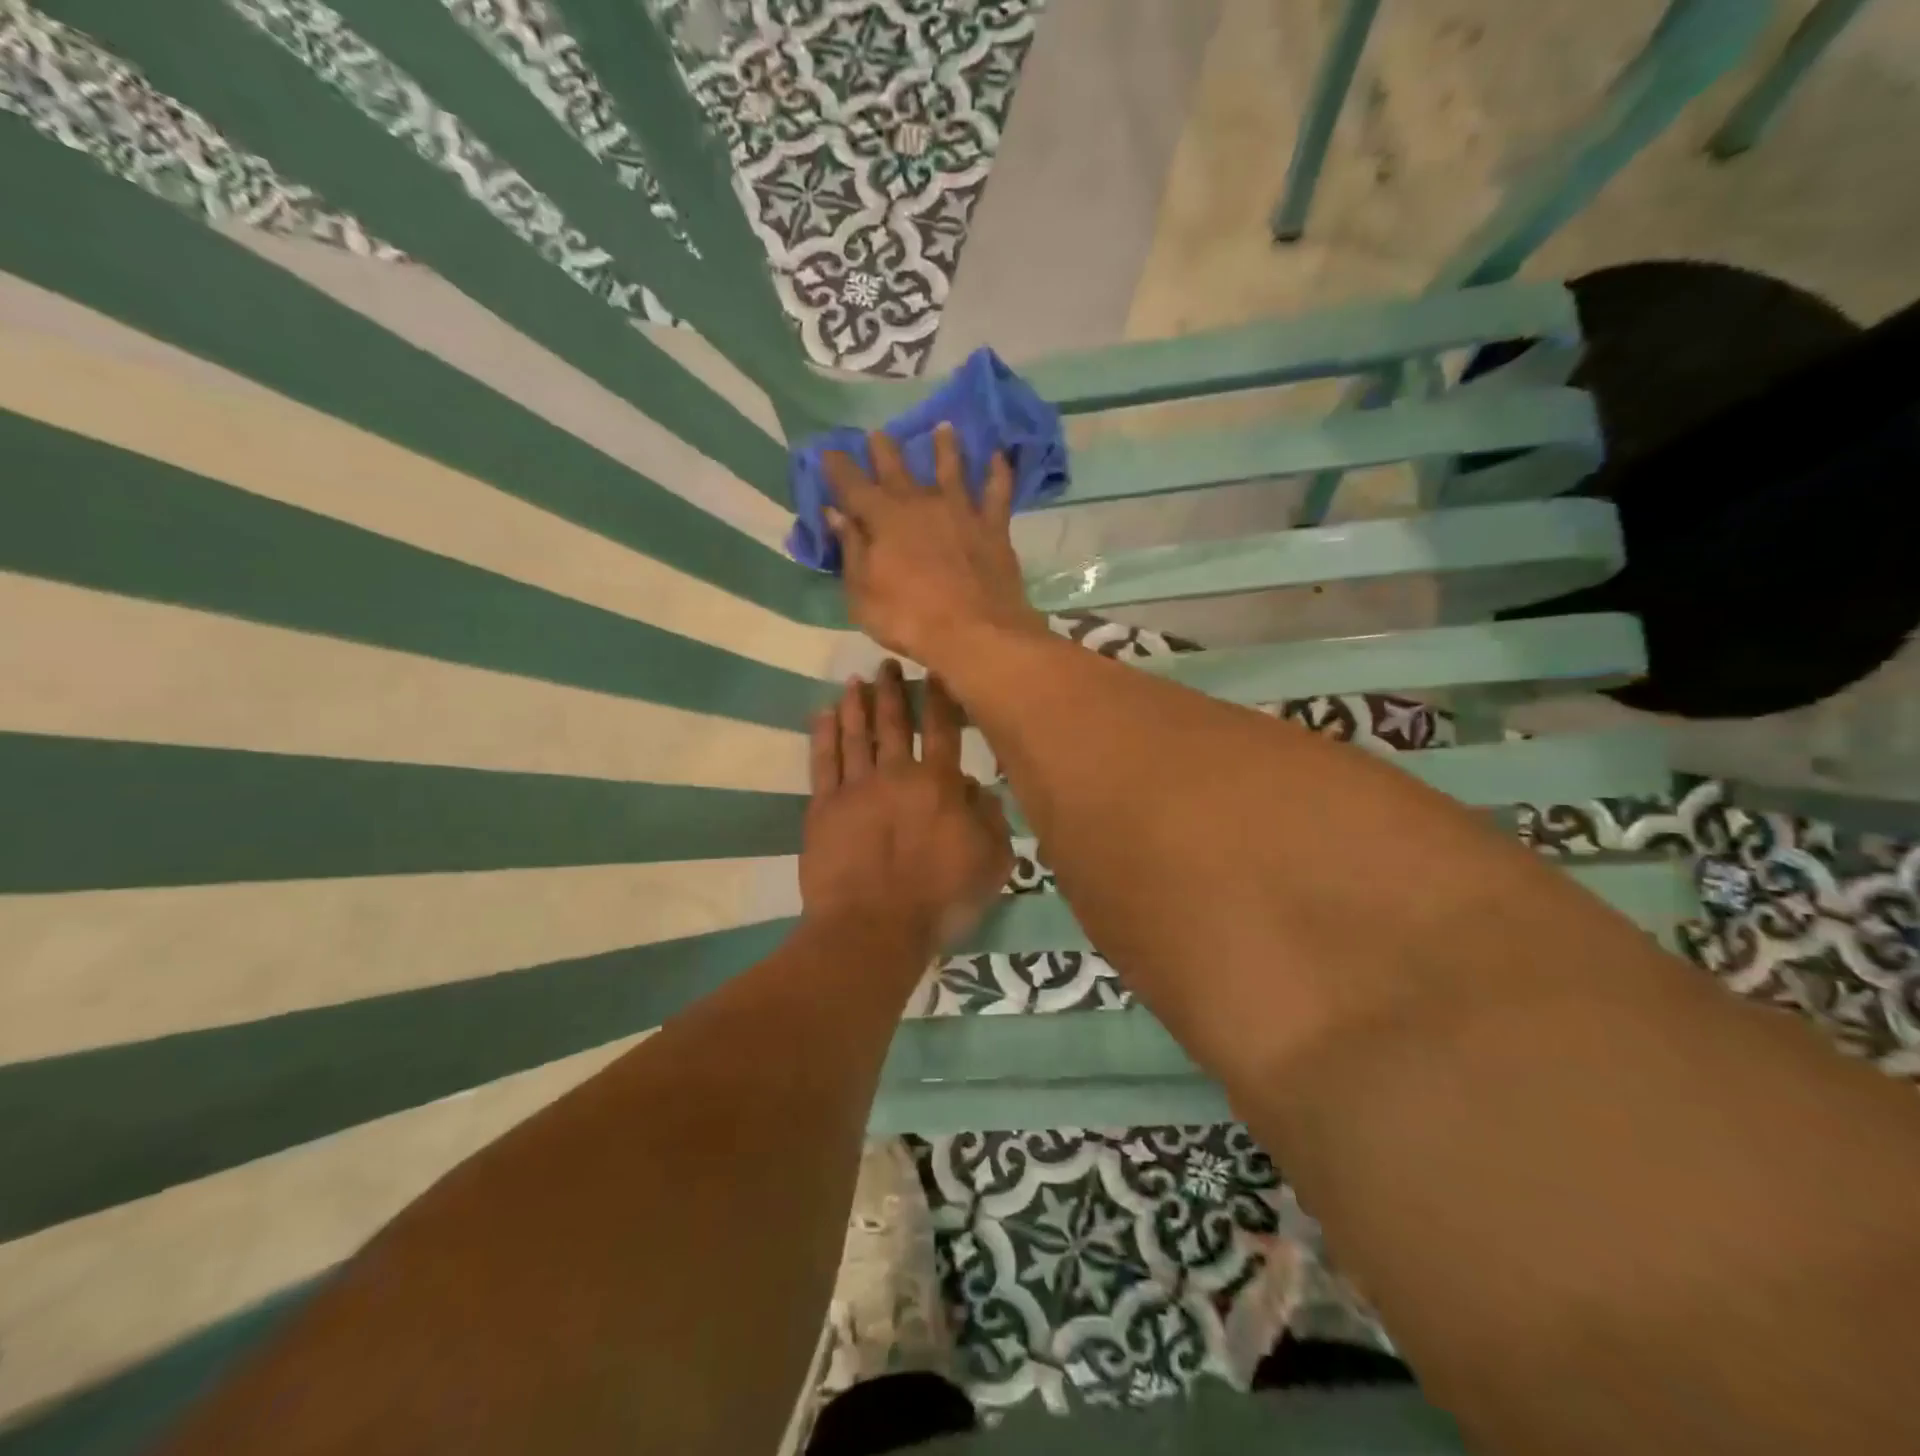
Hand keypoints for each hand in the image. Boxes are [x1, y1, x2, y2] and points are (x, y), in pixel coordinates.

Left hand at [801, 658, 1013, 953]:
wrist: (873, 929)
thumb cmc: (940, 900)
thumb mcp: (992, 864)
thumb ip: (991, 818)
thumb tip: (977, 785)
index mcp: (939, 784)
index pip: (943, 730)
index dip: (940, 698)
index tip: (935, 671)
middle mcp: (896, 774)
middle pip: (893, 723)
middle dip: (892, 690)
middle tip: (887, 663)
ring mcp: (855, 788)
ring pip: (855, 734)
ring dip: (855, 705)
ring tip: (855, 681)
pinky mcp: (822, 808)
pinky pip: (822, 761)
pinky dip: (822, 734)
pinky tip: (822, 714)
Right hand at [822, 424, 1047, 673]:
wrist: (975, 632)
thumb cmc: (908, 619)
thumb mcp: (862, 594)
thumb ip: (850, 550)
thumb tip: (836, 514)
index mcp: (883, 519)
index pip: (852, 485)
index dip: (838, 467)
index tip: (828, 451)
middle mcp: (920, 504)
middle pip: (898, 468)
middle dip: (884, 449)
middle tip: (877, 433)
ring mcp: (960, 511)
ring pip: (951, 469)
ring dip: (945, 447)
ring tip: (943, 427)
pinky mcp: (992, 527)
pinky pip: (997, 492)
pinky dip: (999, 473)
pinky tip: (999, 457)